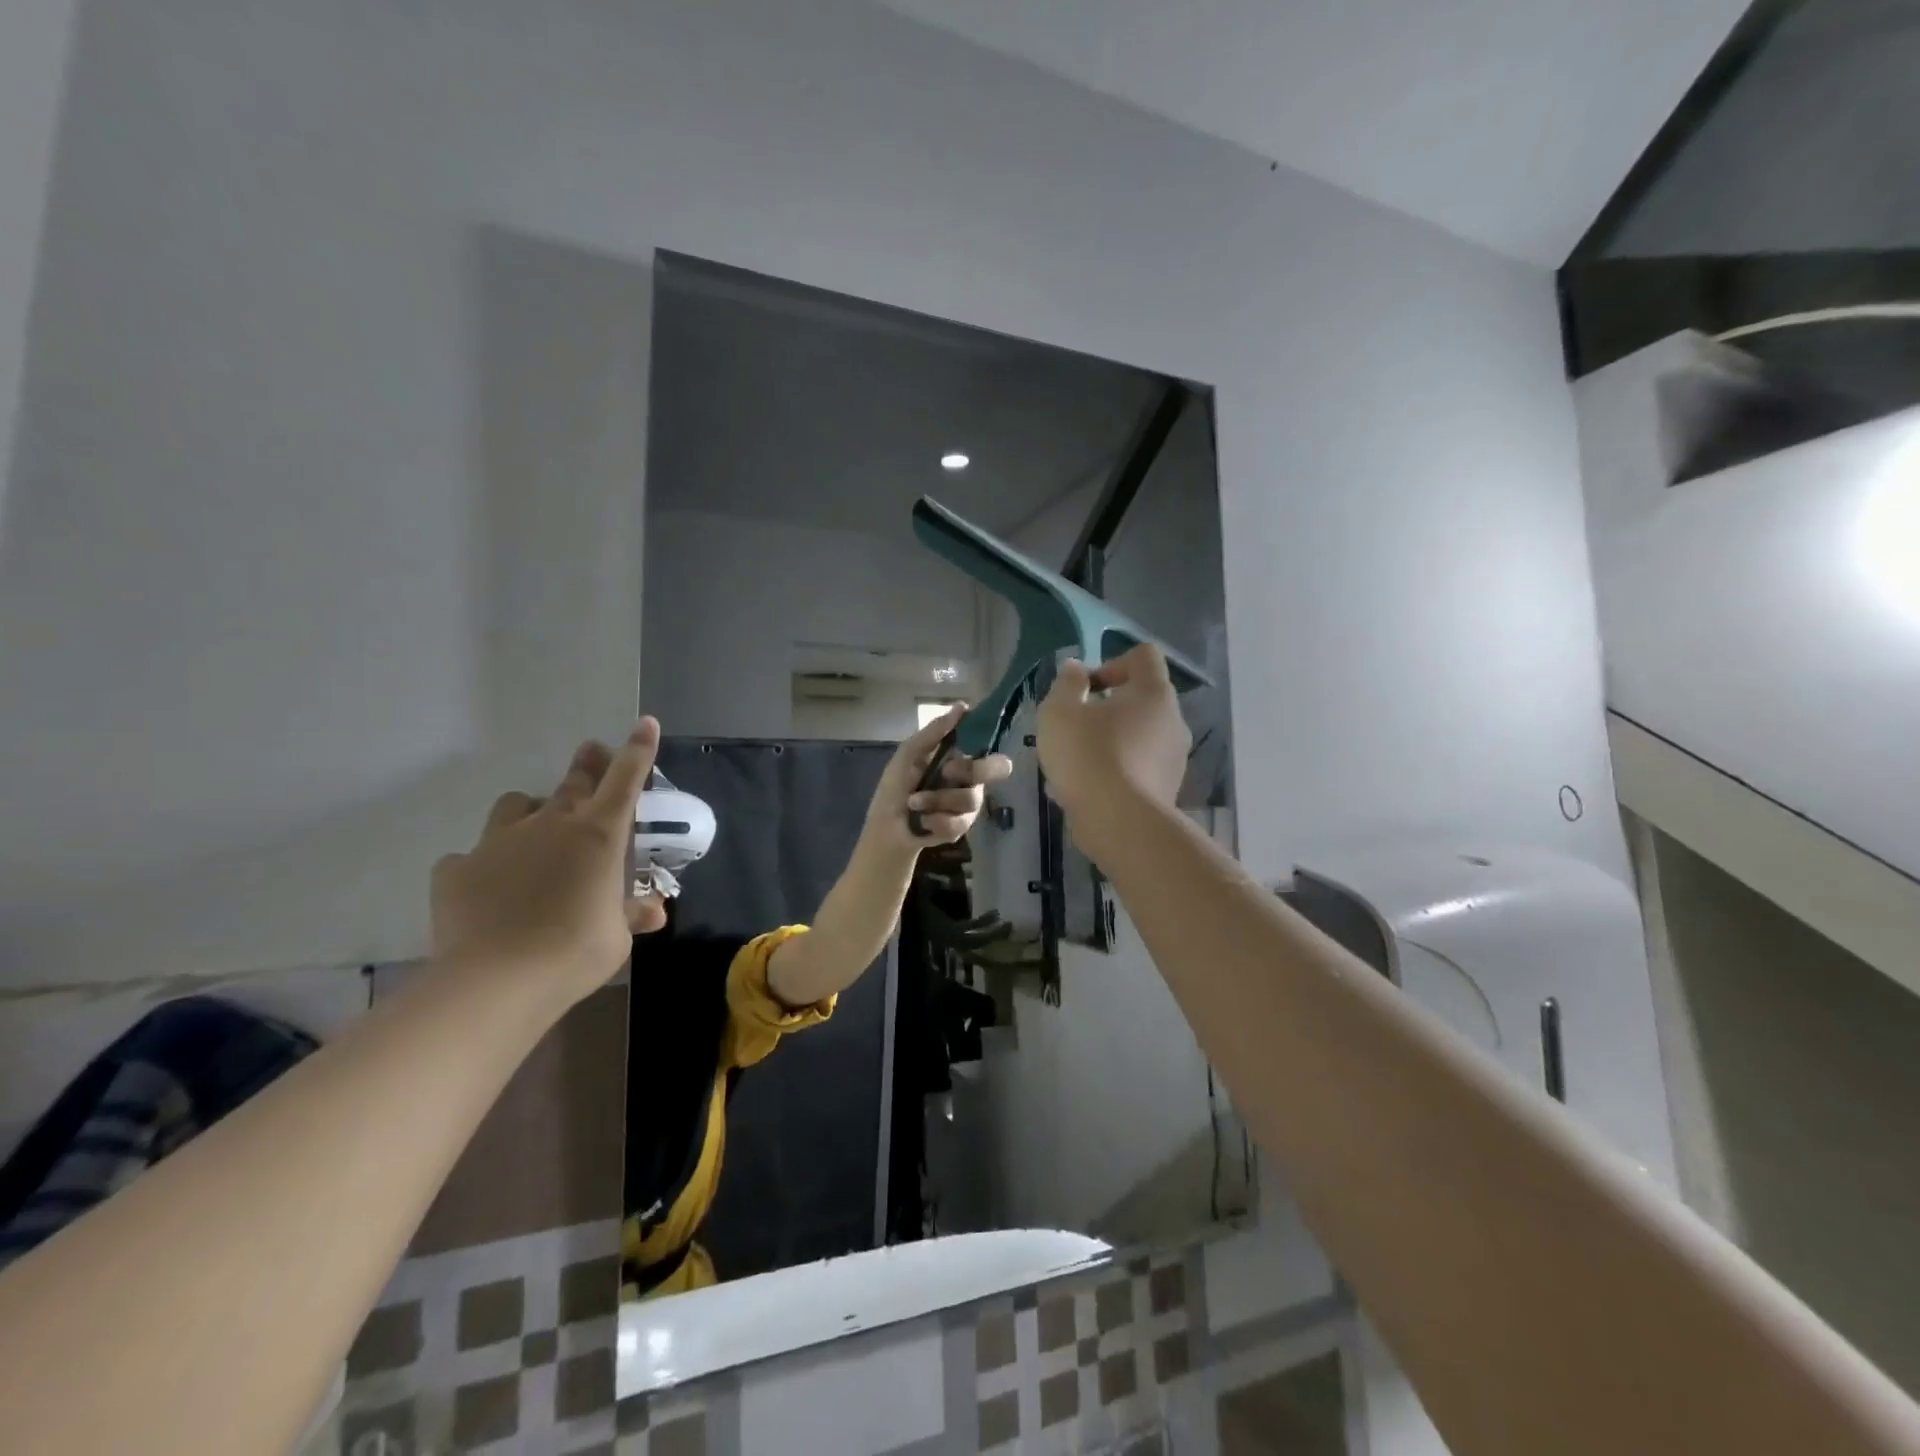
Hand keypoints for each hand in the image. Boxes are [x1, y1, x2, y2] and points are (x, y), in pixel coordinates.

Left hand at [430, 720, 666, 1006]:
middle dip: (587, 764)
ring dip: (532, 810)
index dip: (637, 749)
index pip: (624, 780)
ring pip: (517, 806)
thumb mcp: (616, 936)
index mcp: (598, 835)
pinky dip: (485, 864)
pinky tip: (487, 887)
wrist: (496, 981)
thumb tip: (654, 910)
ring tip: (534, 831)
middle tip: (592, 752)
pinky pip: (473, 855)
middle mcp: (551, 825)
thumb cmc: (575, 952)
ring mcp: (500, 842)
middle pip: (573, 782)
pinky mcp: (458, 868)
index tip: (644, 723)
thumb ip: (630, 913)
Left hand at [865, 704, 1012, 853]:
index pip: (989, 747)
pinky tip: (921, 821)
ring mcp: (969, 807)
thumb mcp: (909, 754)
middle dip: (970, 770)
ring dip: (936, 799)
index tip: (965, 745)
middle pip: (996, 769)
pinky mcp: (961, 829)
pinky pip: (958, 822)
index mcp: (960, 759)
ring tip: (914, 803)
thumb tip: (962, 706)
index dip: (986, 743)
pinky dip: (934, 820)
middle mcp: (971, 781)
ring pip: (971, 798)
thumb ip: (934, 731)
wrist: (885, 826)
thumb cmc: (896, 786)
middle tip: (945, 772)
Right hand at [1037, 645, 1189, 822]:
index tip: (1087, 689)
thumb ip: (1067, 684)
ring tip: (1078, 764)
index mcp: (1153, 692)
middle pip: (1143, 699)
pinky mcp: (1168, 790)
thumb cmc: (1088, 756)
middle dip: (1108, 708)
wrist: (1120, 823)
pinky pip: (1140, 769)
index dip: (1112, 663)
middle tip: (1077, 727)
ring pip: (1140, 737)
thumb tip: (1076, 668)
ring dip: (1112, 742)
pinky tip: (1088, 790)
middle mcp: (1173, 720)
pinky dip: (1117, 772)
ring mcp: (1175, 758)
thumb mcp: (1060, 712)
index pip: (1144, 656)